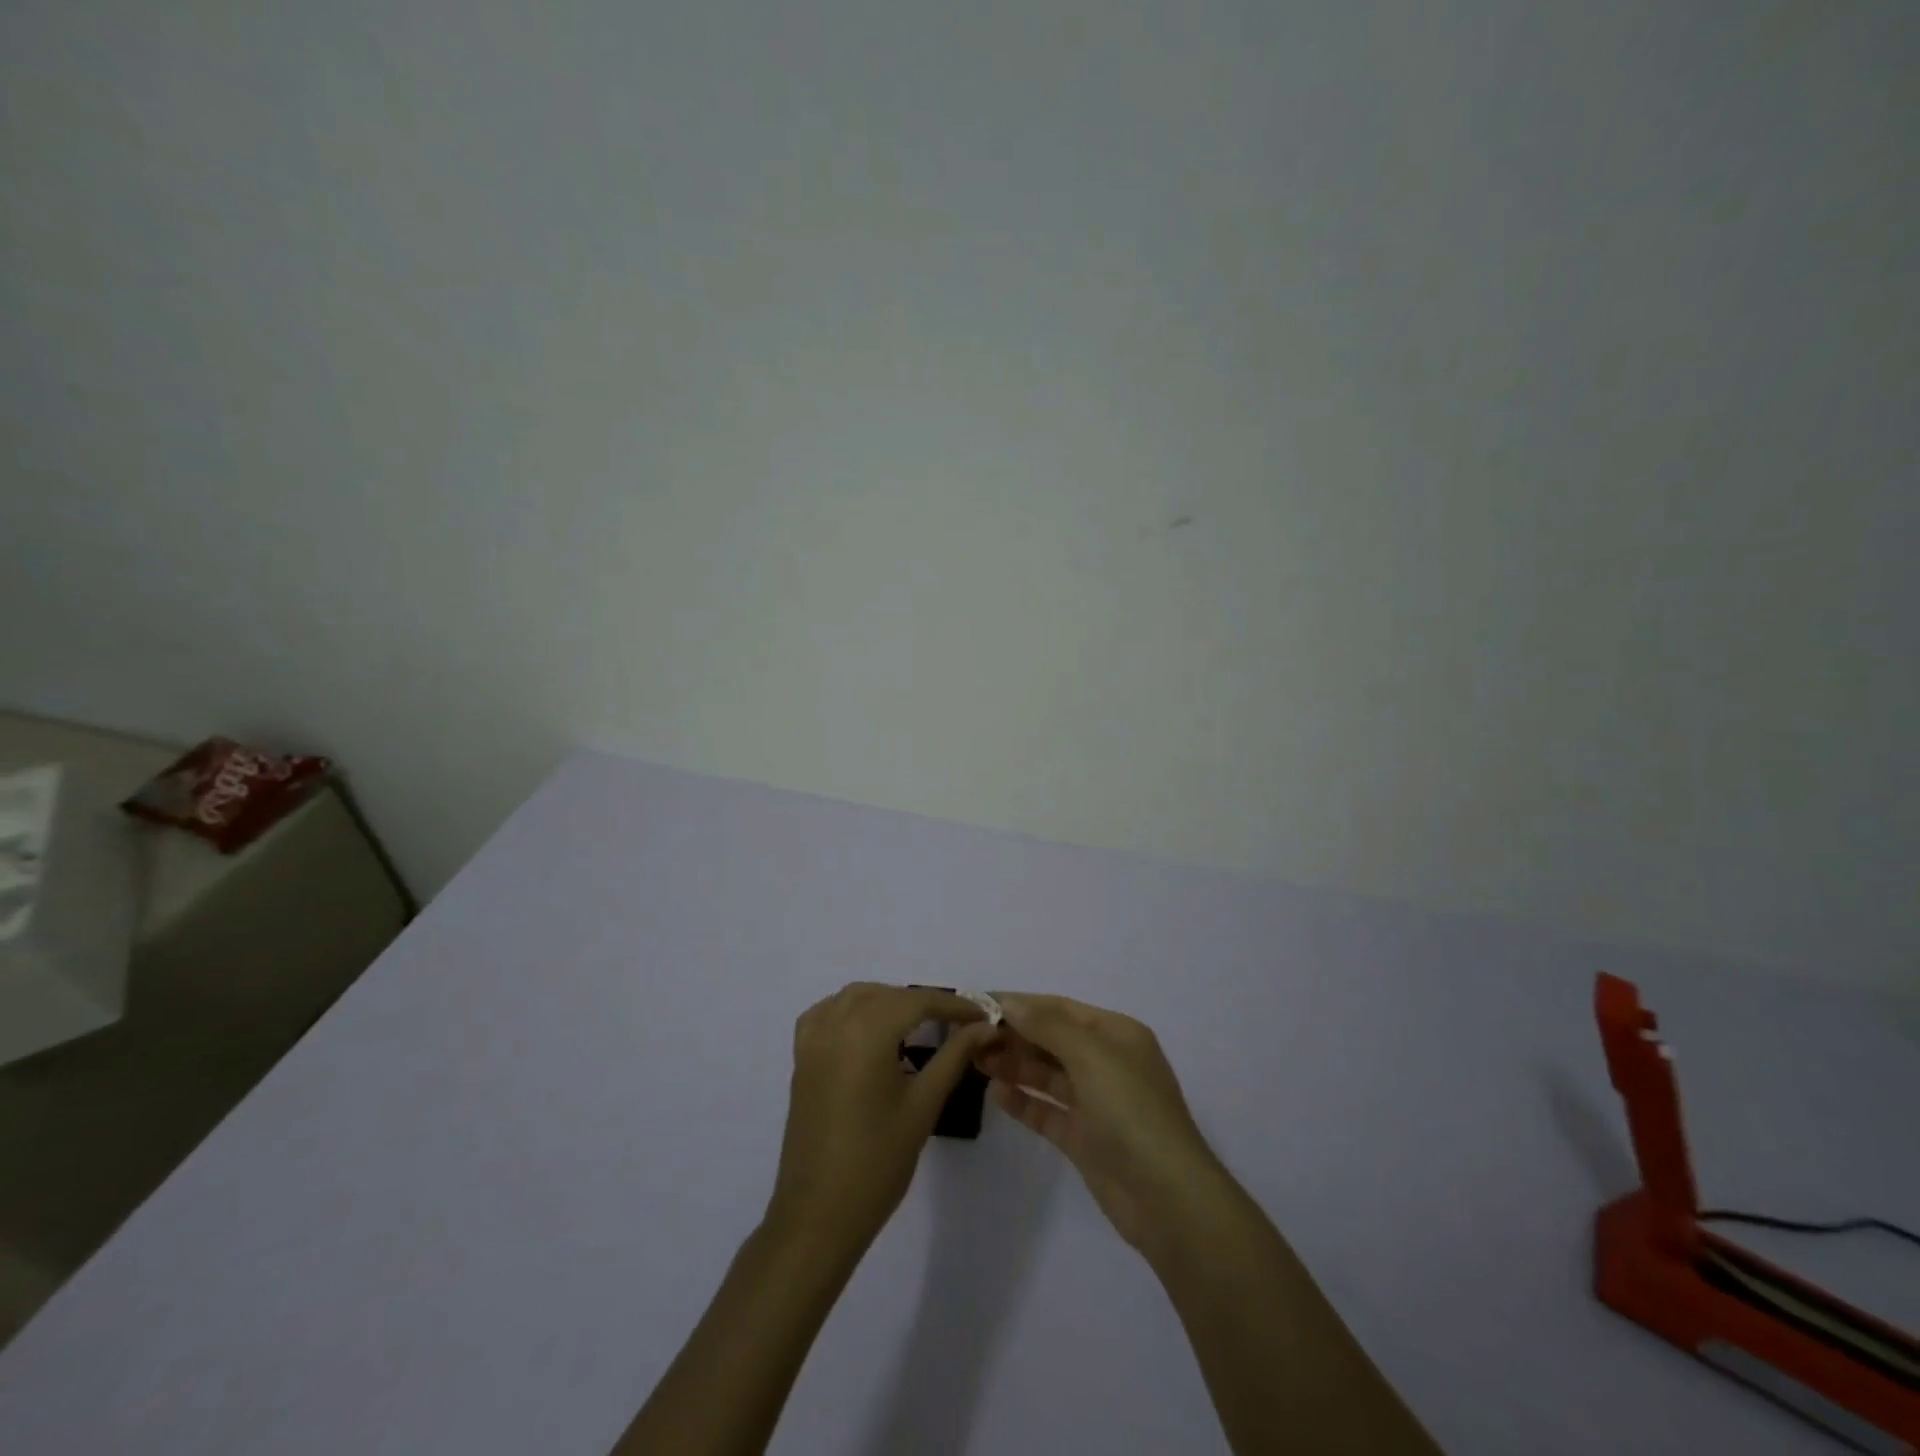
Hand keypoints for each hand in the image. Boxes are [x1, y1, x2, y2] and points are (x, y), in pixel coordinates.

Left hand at [765, 983, 994, 1261]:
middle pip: (887, 995)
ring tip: (917, 1026)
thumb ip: (954, 1057)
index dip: (953, 1005)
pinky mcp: (801, 1059)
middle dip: (923, 1003)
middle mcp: (836, 1024)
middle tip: (957, 1025)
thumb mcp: (923, 1105)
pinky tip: (868, 1030)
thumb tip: (984, 1027)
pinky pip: (826, 1013)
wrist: (819, 1215)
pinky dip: (851, 1009)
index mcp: (867, 1033)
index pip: (918, 1002)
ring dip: (888, 1001)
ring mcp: (813, 1040)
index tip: (983, 1015)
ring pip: (855, 997)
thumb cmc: (877, 1162)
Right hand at [977, 993, 1226, 1251]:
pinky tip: (996, 1094)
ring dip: (1013, 1064)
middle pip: (1051, 1039)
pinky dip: (1023, 1100)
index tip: (979, 1002)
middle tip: (968, 1036)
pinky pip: (1047, 1110)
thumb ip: (1047, 1026)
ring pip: (1046, 1074)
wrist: (1167, 1198)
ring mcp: (1095, 1102)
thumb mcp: (1091, 1055)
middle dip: (1013, 1034)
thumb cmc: (1131, 1111)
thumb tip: (1010, 1002)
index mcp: (1116, 1034)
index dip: (1020, 1004)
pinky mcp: (1084, 1138)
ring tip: (974, 1060)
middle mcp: (1106, 1062)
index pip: (1059, 1009)